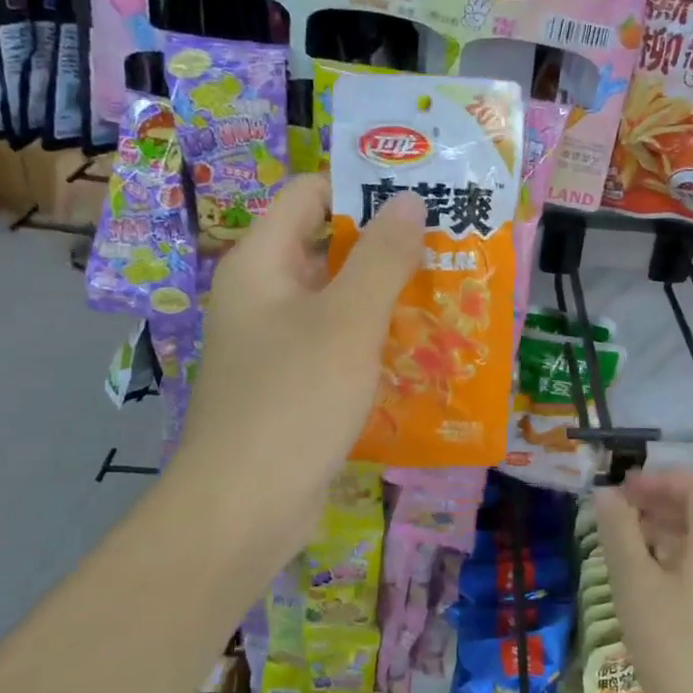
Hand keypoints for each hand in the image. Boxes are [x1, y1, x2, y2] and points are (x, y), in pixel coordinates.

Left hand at [168, 174, 423, 567]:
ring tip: (447, 293)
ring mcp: (273, 343)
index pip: (308, 194)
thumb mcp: (348, 320)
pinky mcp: (290, 384)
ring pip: (335, 300)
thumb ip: (382, 256)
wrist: (245, 507)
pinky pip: (335, 344)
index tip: (418, 193)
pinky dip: (372, 339)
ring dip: (385, 295)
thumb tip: (408, 198)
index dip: (360, 184)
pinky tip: (419, 350)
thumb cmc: (294, 399)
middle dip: (385, 245)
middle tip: (447, 245)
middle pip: (325, 247)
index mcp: (261, 263)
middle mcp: (261, 295)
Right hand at [593, 471, 692, 692]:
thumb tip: (607, 494)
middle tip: (616, 514)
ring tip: (623, 547)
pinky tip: (646, 587)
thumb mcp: (635, 586)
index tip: (624, 489)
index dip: (660, 478)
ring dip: (662, 533)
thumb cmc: (676, 648)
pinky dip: (673, 562)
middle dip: (657, 504)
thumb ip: (619, 533)